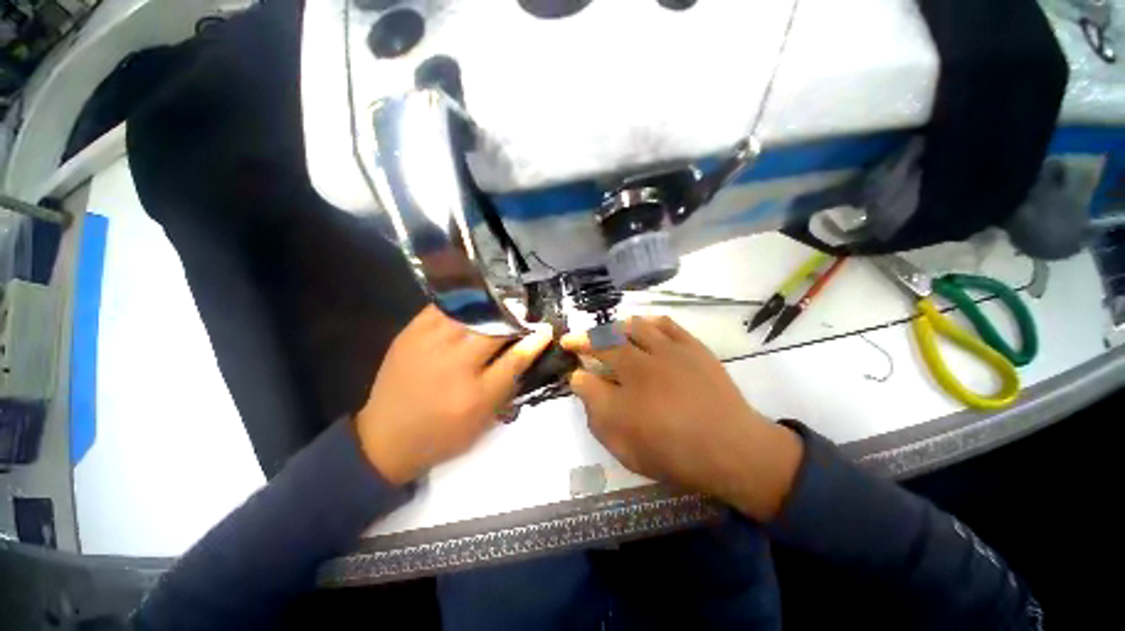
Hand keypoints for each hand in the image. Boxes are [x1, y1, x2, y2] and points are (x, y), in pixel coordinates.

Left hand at [356, 305, 551, 484]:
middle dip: (515, 318)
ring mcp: (429, 345)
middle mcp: (454, 365)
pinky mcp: (410, 334)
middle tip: (523, 313)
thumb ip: (508, 385)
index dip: (534, 340)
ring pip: (470, 313)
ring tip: (501, 303)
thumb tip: (529, 352)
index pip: (515, 359)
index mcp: (475, 394)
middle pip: (494, 330)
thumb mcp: (483, 420)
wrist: (385, 438)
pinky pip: (442, 307)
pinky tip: (472, 302)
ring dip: (491, 306)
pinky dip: (462, 302)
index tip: (546, 329)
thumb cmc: (442, 435)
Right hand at [561, 316, 802, 521]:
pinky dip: (647, 321)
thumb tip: (580, 380)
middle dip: (585, 339)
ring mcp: (669, 352)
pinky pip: (664, 323)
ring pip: (633, 326)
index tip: (567, 354)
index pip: (587, 373)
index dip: (574, 362)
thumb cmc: (674, 454)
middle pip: (605, 342)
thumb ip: (596, 412)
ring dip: (614, 328)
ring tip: (608, 334)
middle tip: (576, 339)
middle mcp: (642, 366)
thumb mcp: (625, 447)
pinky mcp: (692, 346)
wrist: (732, 448)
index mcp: (624, 395)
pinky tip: (642, 326)